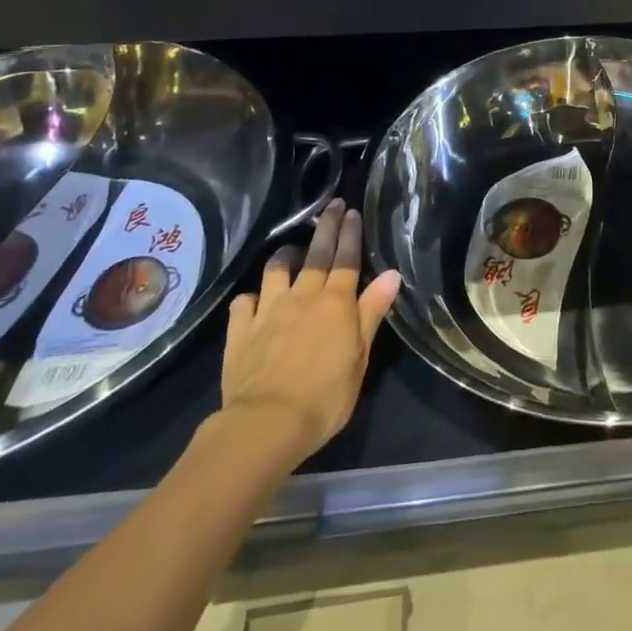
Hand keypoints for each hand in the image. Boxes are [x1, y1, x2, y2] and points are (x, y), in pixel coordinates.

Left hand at [218, 198, 401, 462]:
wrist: (266, 423)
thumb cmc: (325, 395)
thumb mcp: (360, 356)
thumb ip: (372, 311)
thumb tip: (391, 274)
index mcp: (336, 302)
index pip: (347, 258)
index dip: (351, 233)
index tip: (352, 211)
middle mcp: (303, 296)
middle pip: (316, 254)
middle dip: (326, 227)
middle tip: (332, 207)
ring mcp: (268, 310)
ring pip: (276, 270)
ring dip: (285, 256)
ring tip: (291, 251)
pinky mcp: (240, 330)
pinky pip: (244, 302)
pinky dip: (251, 297)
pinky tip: (254, 300)